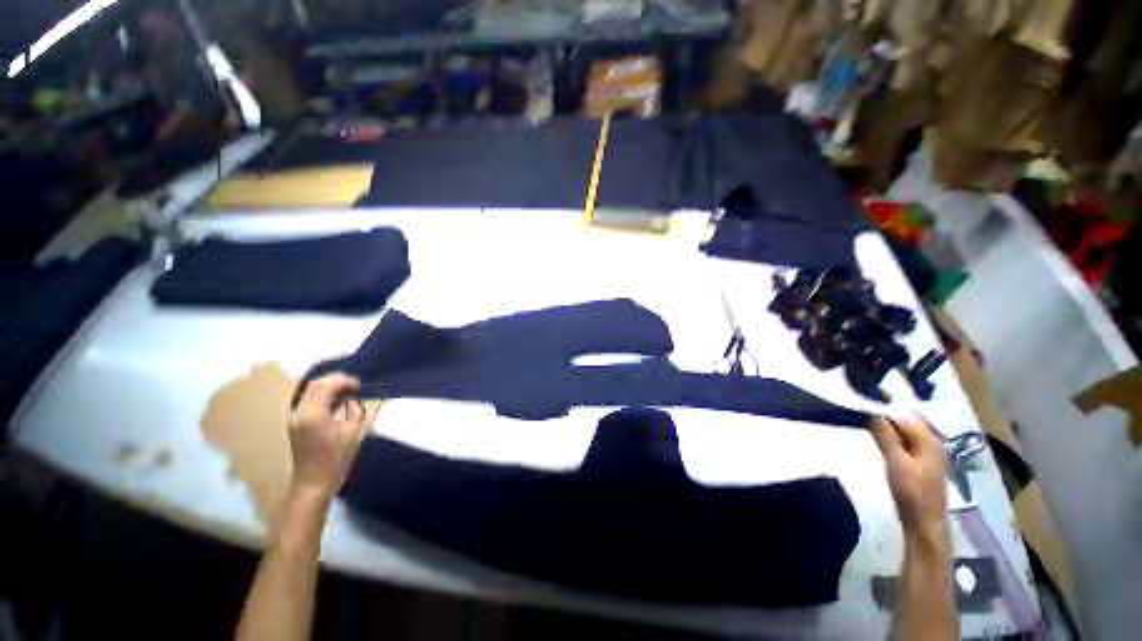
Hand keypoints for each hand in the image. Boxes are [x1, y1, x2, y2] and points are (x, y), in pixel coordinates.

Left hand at [288, 373, 368, 500]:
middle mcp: (299, 413)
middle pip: (315, 384)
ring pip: (310, 391)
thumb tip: (352, 399)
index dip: (344, 381)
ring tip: (348, 393)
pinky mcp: (295, 423)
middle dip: (336, 381)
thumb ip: (354, 410)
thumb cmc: (336, 460)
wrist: (313, 483)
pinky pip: (309, 400)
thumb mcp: (353, 432)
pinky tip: (337, 403)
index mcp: (313, 415)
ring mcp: (294, 418)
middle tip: (354, 387)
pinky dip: (323, 396)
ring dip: (329, 387)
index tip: (359, 386)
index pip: (326, 385)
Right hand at [869, 415, 948, 536]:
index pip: (903, 416)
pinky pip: (907, 442)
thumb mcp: (895, 461)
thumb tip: (871, 411)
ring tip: (867, 425)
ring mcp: (929, 453)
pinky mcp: (923, 463)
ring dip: (889, 428)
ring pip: (906, 432)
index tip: (862, 405)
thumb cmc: (911, 491)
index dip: (883, 410)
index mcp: (929, 440)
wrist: (924, 522)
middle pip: (907, 422)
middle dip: (886, 417)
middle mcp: (933, 442)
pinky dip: (894, 438)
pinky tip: (882, 441)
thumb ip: (885, 435)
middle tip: (862, 414)